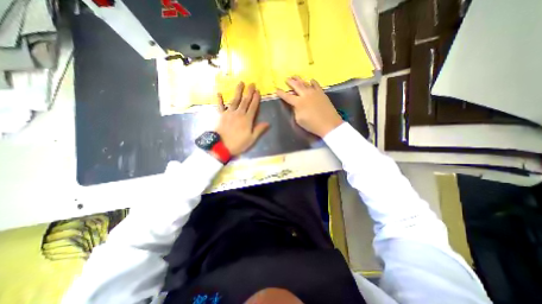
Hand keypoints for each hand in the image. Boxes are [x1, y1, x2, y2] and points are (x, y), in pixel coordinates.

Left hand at [215, 82, 266, 155]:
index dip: (256, 99)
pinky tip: (219, 93)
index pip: (253, 107)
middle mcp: (239, 113)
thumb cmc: (238, 144)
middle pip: (245, 101)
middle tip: (252, 83)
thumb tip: (268, 123)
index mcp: (247, 119)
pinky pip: (220, 106)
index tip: (258, 91)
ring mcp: (229, 113)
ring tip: (241, 83)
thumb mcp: (251, 139)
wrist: (221, 147)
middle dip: (249, 92)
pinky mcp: (221, 115)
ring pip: (234, 100)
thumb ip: (259, 130)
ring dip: (238, 91)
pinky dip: (219, 99)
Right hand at [277, 76, 339, 137]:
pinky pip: (316, 85)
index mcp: (299, 103)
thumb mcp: (299, 120)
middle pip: (296, 86)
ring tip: (295, 76)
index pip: (287, 97)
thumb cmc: (312, 124)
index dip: (281, 93)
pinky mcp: (321, 93)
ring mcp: (314, 92)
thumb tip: (295, 105)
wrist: (329, 124)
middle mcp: (305, 95)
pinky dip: (312, 82)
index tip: (277, 90)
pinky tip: (310, 80)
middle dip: (290, 82)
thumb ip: (295, 110)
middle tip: (287, 78)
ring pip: (305, 83)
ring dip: (299, 79)